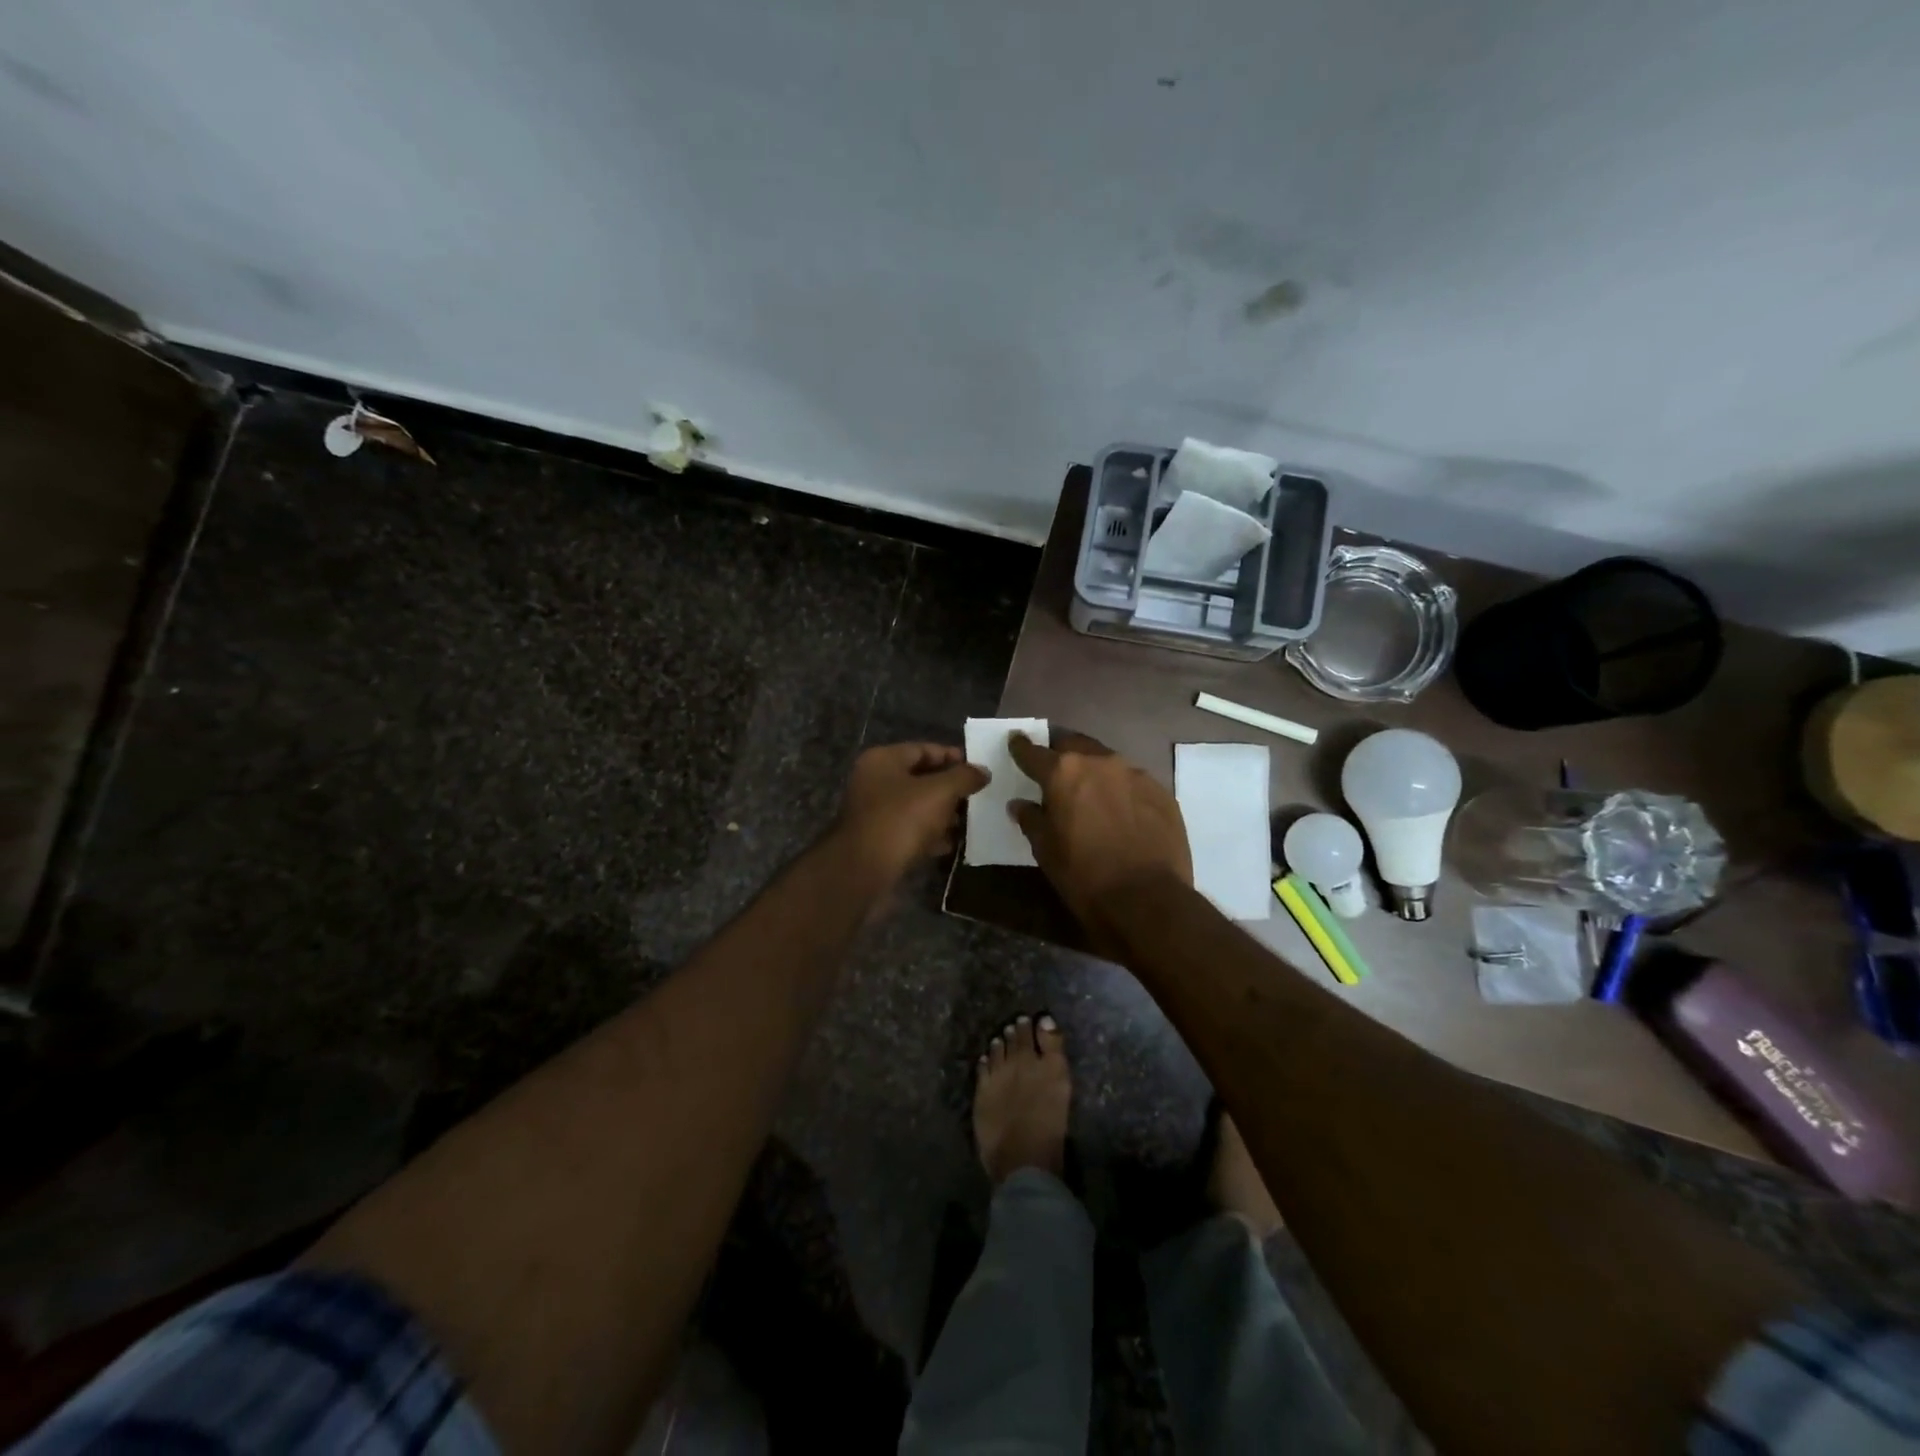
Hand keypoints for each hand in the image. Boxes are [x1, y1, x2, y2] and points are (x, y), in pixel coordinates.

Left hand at [833, 742, 989, 880]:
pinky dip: (929, 835)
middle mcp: (873, 782)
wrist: (863, 871)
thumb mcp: (939, 792)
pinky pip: (909, 831)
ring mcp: (873, 813)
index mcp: (883, 760)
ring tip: (969, 822)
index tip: (978, 770)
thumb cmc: (901, 820)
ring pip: (915, 807)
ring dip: (941, 814)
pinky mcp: (877, 841)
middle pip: (919, 778)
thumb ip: (964, 777)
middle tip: (977, 797)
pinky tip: (950, 844)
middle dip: (949, 788)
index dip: (953, 757)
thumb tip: (983, 771)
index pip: (923, 749)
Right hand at [1008, 731, 1192, 934]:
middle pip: (1075, 745)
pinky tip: (1121, 811)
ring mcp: (1135, 774)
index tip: (1016, 741)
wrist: (1147, 899)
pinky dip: (1121, 790)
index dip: (1021, 747)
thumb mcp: (1046, 850)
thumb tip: (1020, 804)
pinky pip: (1133, 782)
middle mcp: (1100, 762)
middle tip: (1056, 770)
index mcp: (1064, 773)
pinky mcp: (1161, 792)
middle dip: (1062, 753)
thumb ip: (1031, 819)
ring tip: (1090, 792)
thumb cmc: (1084, 875)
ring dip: (1094, 771)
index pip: (1034, 752)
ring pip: (1107, 761)